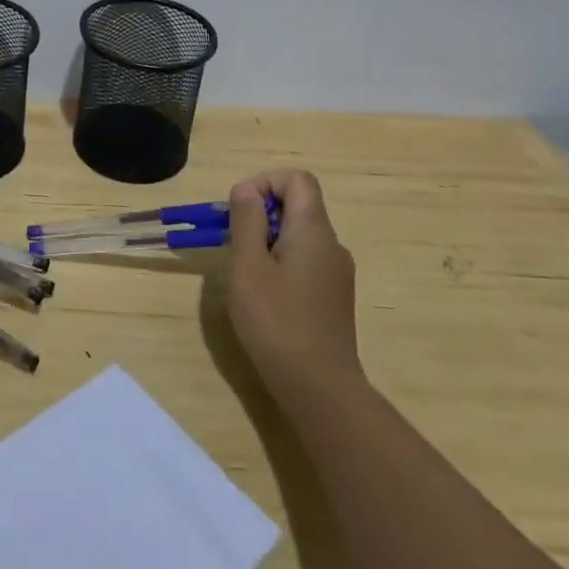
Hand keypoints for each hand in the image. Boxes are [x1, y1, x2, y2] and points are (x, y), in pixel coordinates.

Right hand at [225, 169, 361, 399]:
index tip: (239, 210)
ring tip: (243, 274)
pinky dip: (279, 264)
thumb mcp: (248, 265)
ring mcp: (336, 273)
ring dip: (266, 241)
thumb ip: (246, 220)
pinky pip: (304, 262)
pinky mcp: (333, 298)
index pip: (297, 179)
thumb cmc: (276, 321)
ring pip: (298, 236)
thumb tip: (246, 189)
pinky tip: (263, 298)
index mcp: (314, 230)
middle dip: (259, 214)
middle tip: (232, 244)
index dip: (265, 182)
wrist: (319, 389)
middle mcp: (332, 245)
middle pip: (297, 206)